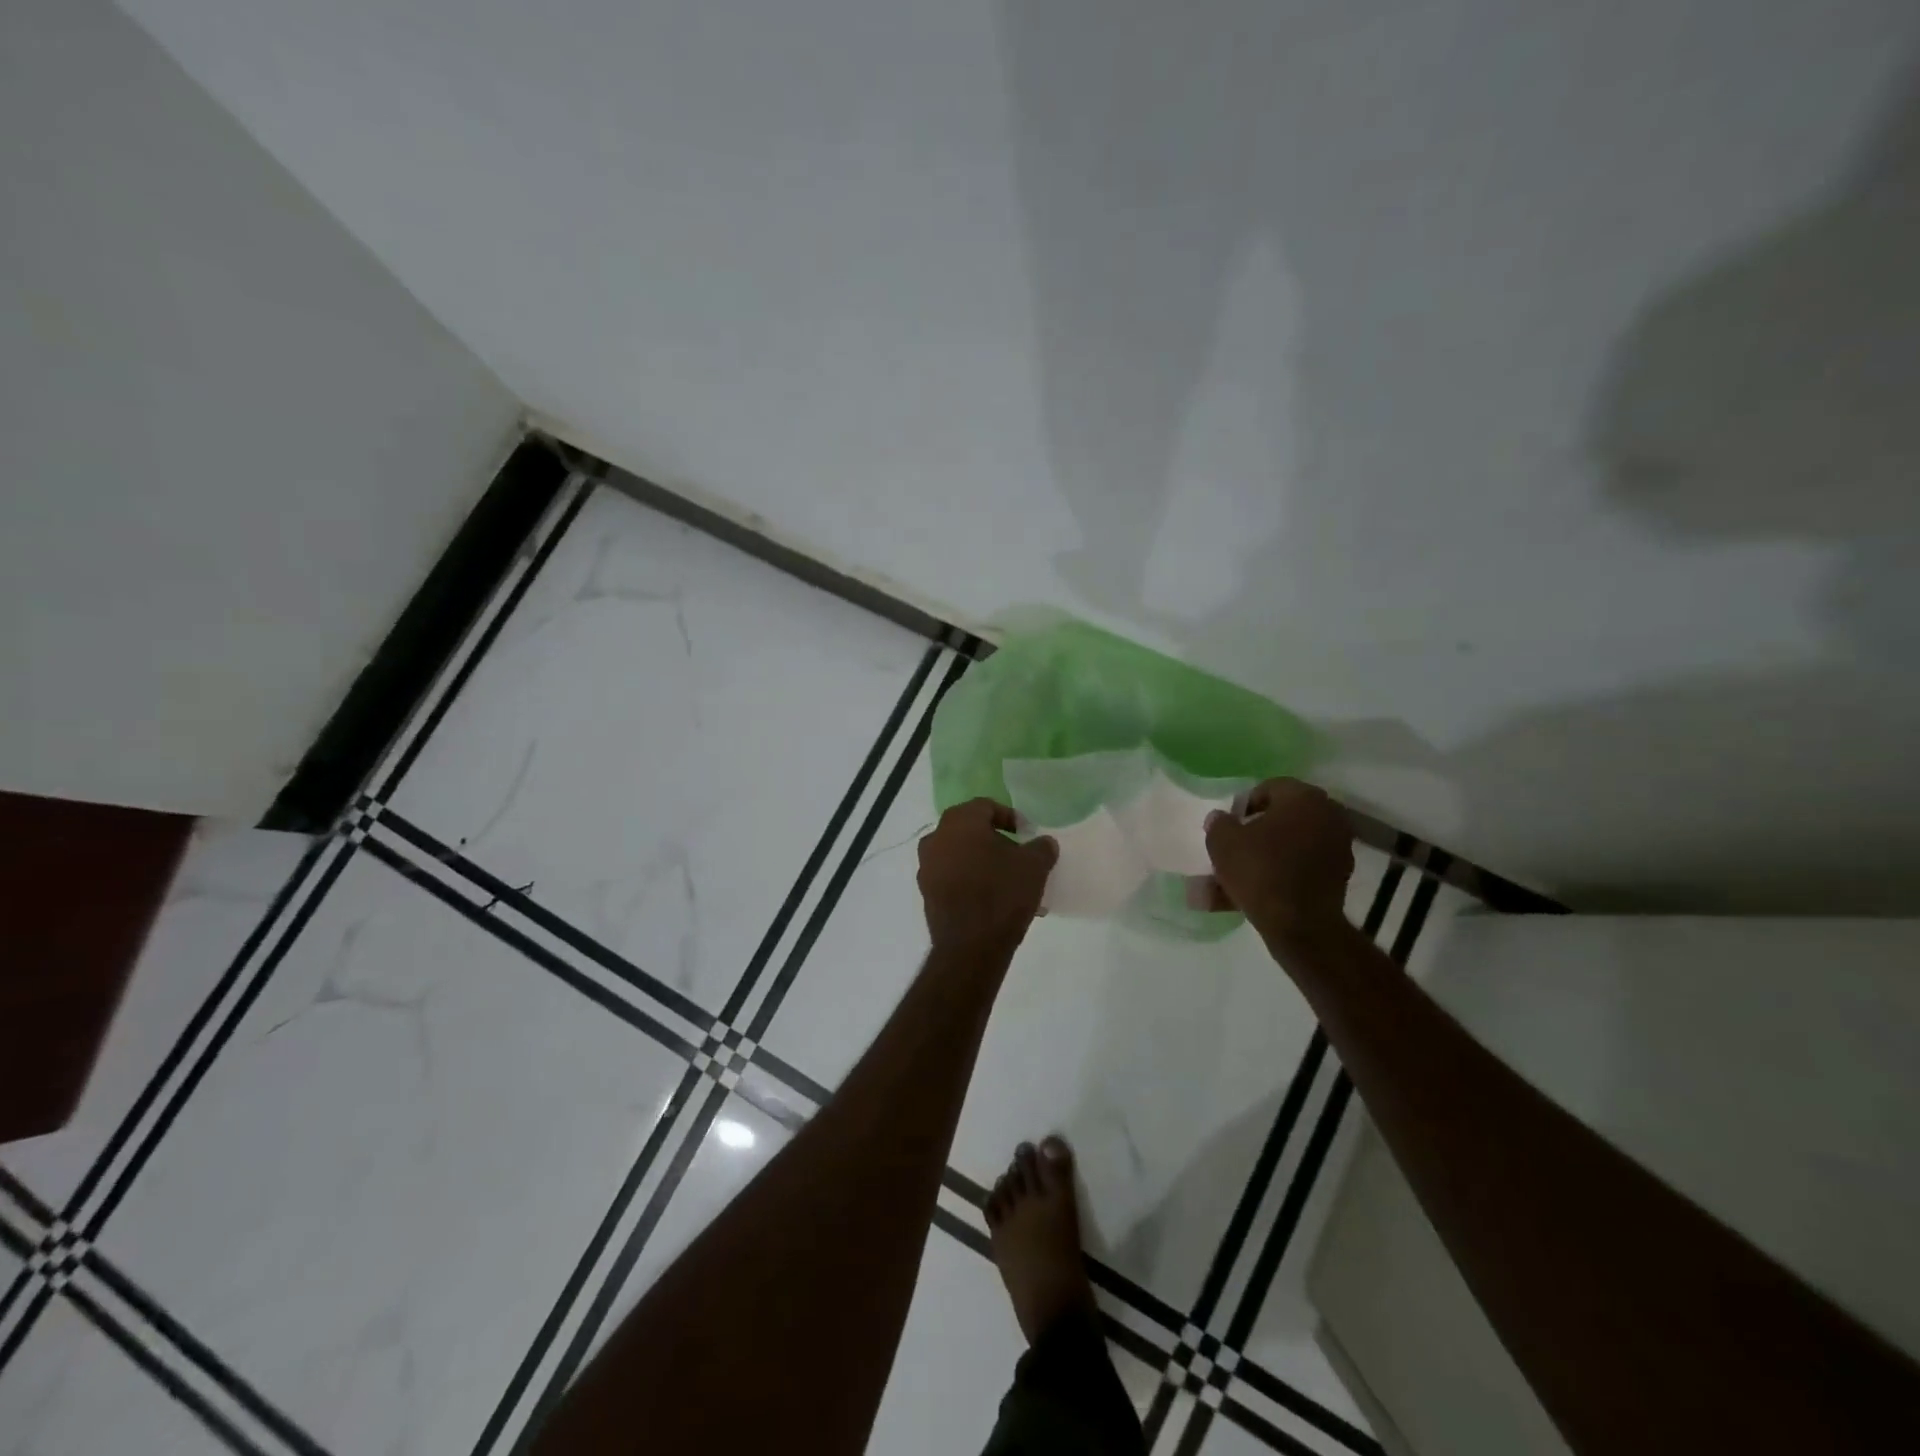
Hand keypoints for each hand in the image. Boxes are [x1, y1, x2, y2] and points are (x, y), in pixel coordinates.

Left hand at [917, 799, 1057, 952]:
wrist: (970, 946)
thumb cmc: (1002, 893)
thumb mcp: (1034, 866)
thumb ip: (1041, 847)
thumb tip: (1043, 843)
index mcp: (960, 821)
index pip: (986, 807)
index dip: (1009, 817)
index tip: (1026, 834)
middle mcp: (936, 838)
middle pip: (970, 831)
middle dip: (995, 842)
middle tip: (1018, 857)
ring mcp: (927, 867)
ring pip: (961, 856)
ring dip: (983, 863)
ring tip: (1009, 883)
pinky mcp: (926, 894)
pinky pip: (953, 878)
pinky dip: (971, 882)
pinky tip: (994, 901)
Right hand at [1201, 779, 1353, 941]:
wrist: (1300, 924)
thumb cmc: (1260, 870)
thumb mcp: (1223, 842)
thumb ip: (1219, 823)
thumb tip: (1221, 818)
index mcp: (1303, 797)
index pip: (1269, 788)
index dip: (1244, 805)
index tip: (1229, 826)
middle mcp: (1328, 816)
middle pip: (1281, 818)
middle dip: (1254, 833)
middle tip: (1232, 848)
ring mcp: (1338, 848)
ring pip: (1288, 848)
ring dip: (1262, 858)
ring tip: (1231, 880)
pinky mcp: (1338, 877)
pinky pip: (1299, 868)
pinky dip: (1278, 876)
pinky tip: (1249, 895)